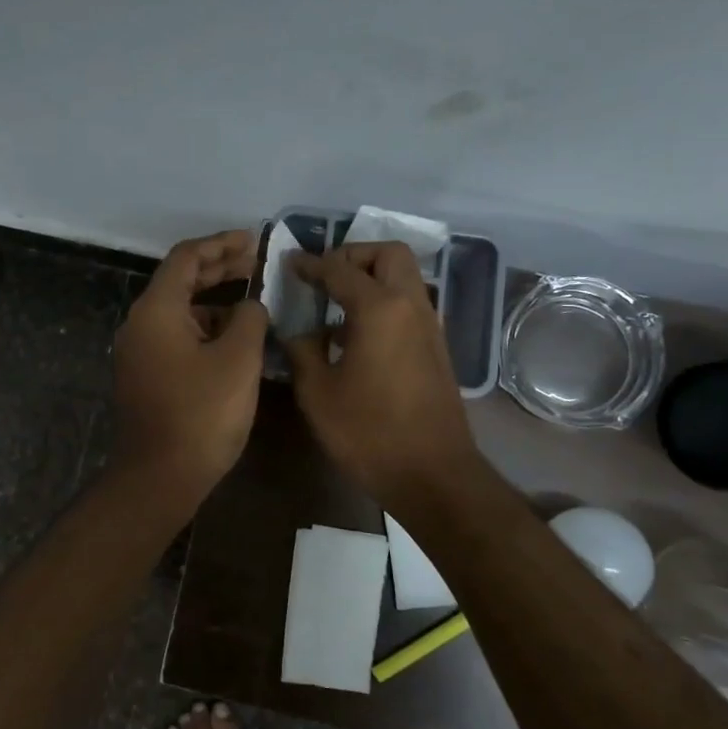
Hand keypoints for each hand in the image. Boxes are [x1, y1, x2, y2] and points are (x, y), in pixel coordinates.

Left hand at [113, 230, 268, 507]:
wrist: (160, 477)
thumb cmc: (201, 414)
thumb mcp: (238, 360)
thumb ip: (250, 319)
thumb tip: (250, 306)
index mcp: (156, 311)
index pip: (186, 258)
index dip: (221, 245)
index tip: (253, 241)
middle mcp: (140, 325)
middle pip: (181, 282)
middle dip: (220, 269)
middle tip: (257, 264)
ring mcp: (140, 353)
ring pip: (181, 313)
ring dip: (215, 302)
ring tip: (255, 303)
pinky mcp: (147, 377)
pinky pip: (178, 338)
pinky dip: (206, 330)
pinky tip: (236, 340)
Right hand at [284, 242, 479, 512]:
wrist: (432, 474)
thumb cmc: (368, 433)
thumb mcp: (317, 393)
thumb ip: (302, 351)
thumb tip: (299, 332)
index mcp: (379, 309)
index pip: (340, 269)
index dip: (311, 264)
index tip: (290, 263)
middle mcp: (411, 306)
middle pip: (388, 254)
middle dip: (354, 255)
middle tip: (325, 276)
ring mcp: (430, 327)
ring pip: (405, 278)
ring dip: (372, 277)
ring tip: (337, 305)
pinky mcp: (437, 348)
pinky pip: (410, 305)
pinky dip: (385, 302)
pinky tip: (358, 335)